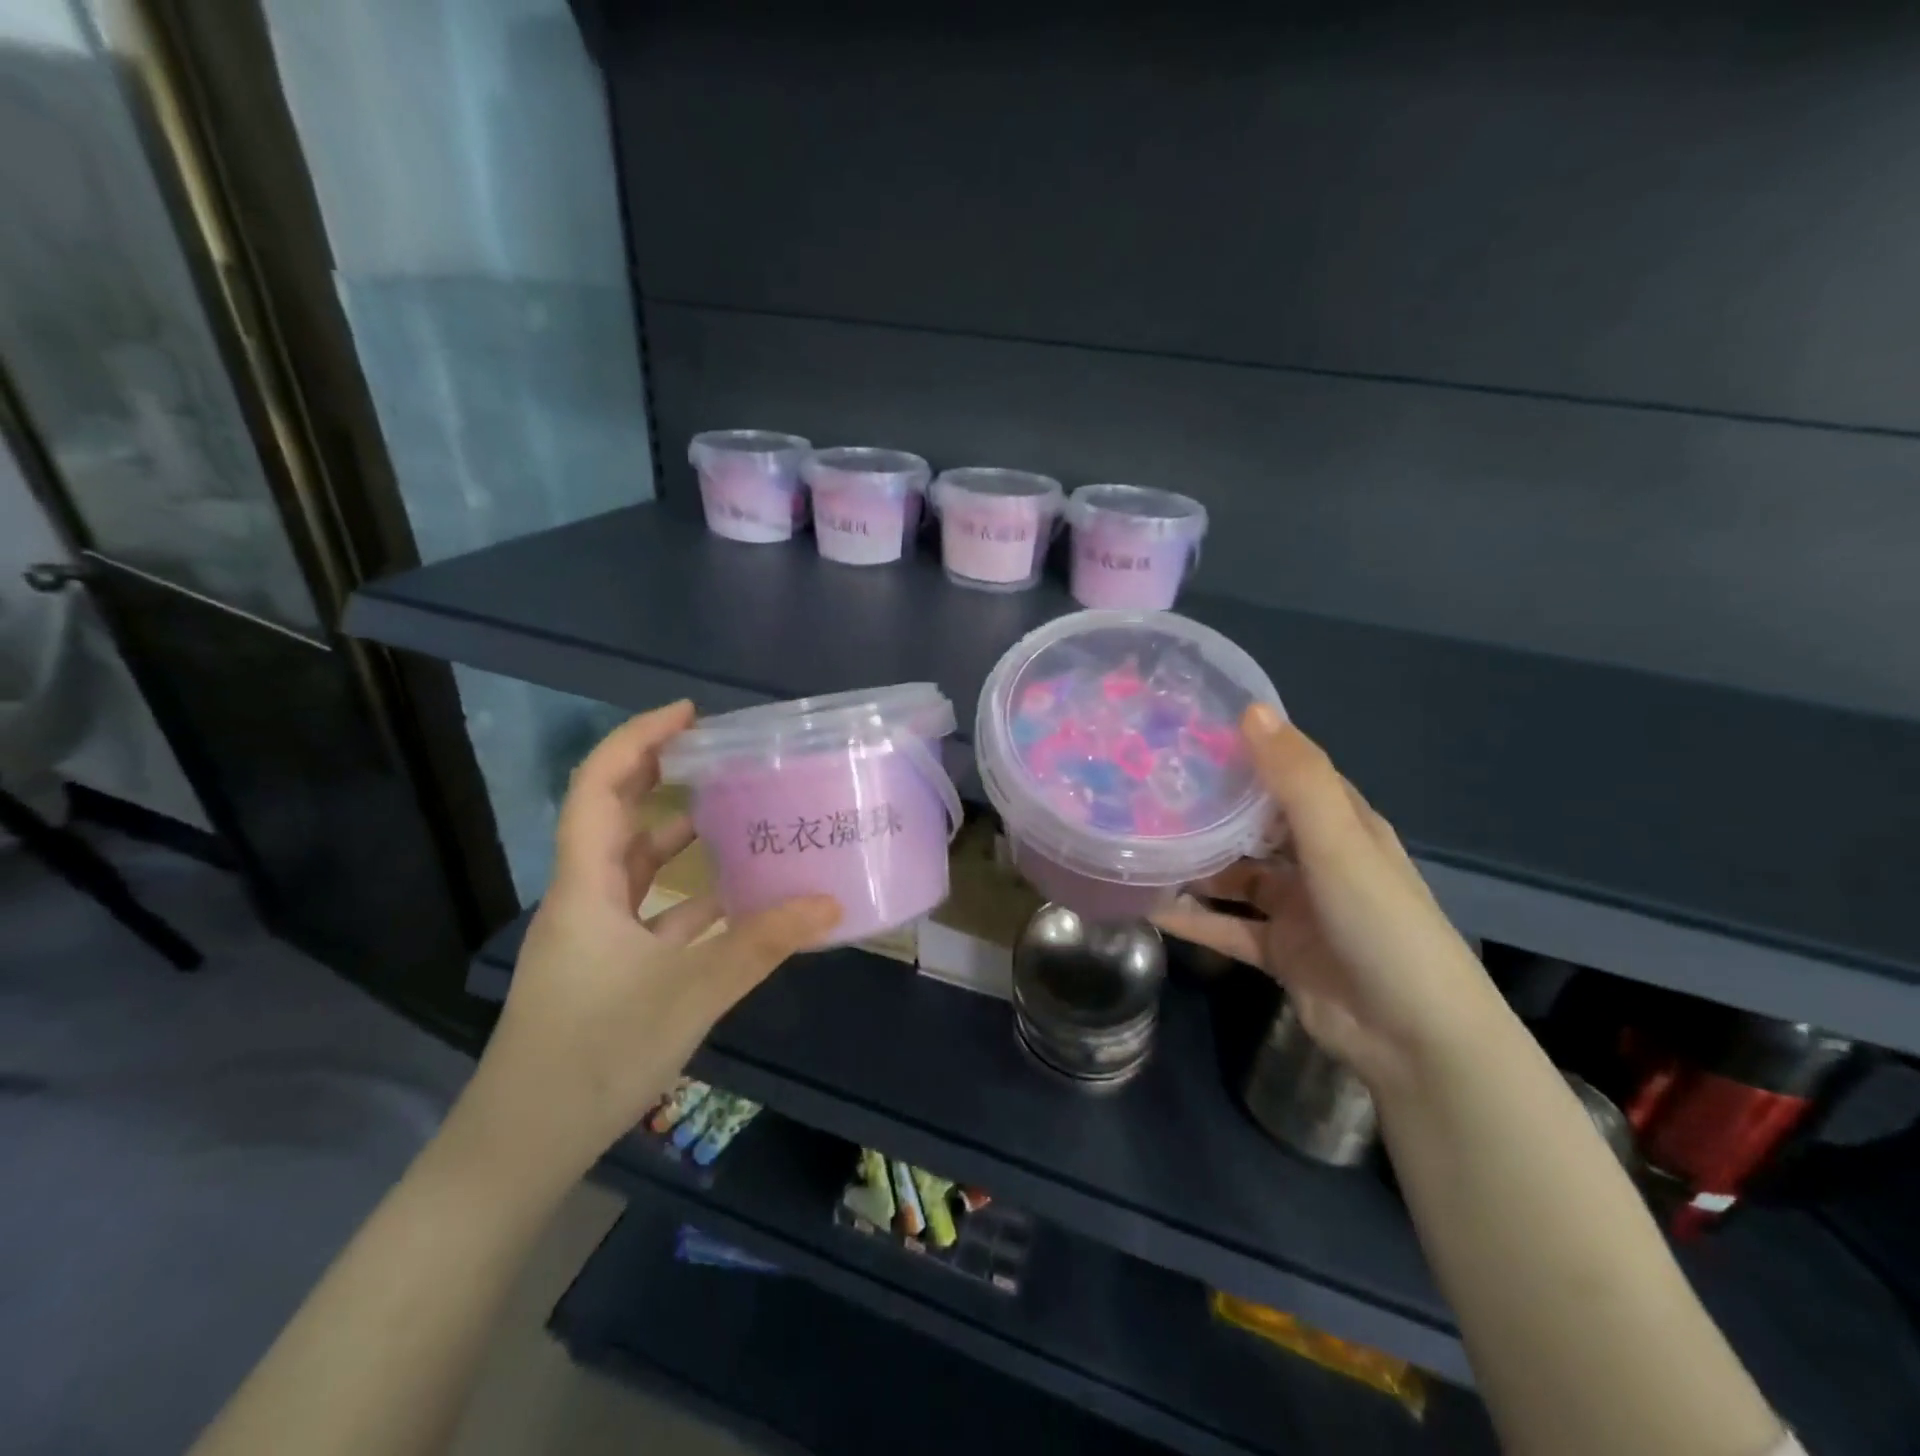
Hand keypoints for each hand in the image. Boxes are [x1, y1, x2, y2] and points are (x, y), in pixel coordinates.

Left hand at [450, 702, 840, 1183]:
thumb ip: (760, 945)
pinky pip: (652, 910)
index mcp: (586, 887)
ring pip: (636, 865)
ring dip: (679, 835)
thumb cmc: (592, 1057)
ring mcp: (594, 934)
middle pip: (617, 816)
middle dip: (661, 774)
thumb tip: (829, 902)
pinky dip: (689, 893)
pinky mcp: (608, 967)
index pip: (599, 788)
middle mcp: (584, 897)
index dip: (637, 740)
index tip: (690, 716)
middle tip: (720, 752)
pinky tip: (735, 896)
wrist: (520, 1148)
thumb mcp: (688, 995)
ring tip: (737, 811)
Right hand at [1153, 706, 1498, 1092]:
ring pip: (1235, 876)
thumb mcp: (1339, 843)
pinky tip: (1148, 906)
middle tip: (1146, 788)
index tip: (1187, 734)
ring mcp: (1297, 909)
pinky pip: (1226, 926)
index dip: (1247, 752)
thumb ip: (1296, 779)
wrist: (1414, 1039)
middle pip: (1255, 824)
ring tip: (1140, 844)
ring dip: (1196, 865)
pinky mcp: (1278, 951)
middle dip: (1209, 809)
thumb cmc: (1381, 925)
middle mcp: (1318, 861)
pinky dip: (1193, 919)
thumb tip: (1250, 709)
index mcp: (1342, 826)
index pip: (1289, 774)